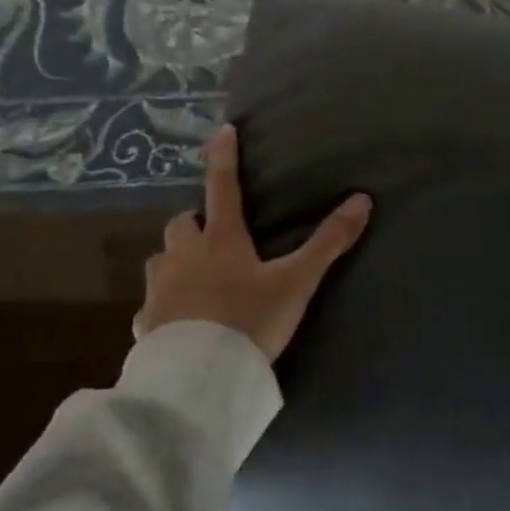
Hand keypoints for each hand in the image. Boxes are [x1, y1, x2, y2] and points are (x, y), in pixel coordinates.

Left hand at [134, 124, 372, 362]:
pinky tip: (175, 321)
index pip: (222, 186)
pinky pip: (150, 306)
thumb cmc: (249, 321)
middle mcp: (184, 256)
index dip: (224, 157)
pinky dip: (162, 304)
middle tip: (212, 234)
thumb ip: (328, 243)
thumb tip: (363, 200)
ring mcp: (160, 290)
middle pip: (181, 223)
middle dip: (194, 222)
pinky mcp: (146, 324)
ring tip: (194, 275)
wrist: (200, 379)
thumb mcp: (296, 282)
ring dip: (175, 259)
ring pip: (161, 260)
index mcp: (220, 240)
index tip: (223, 130)